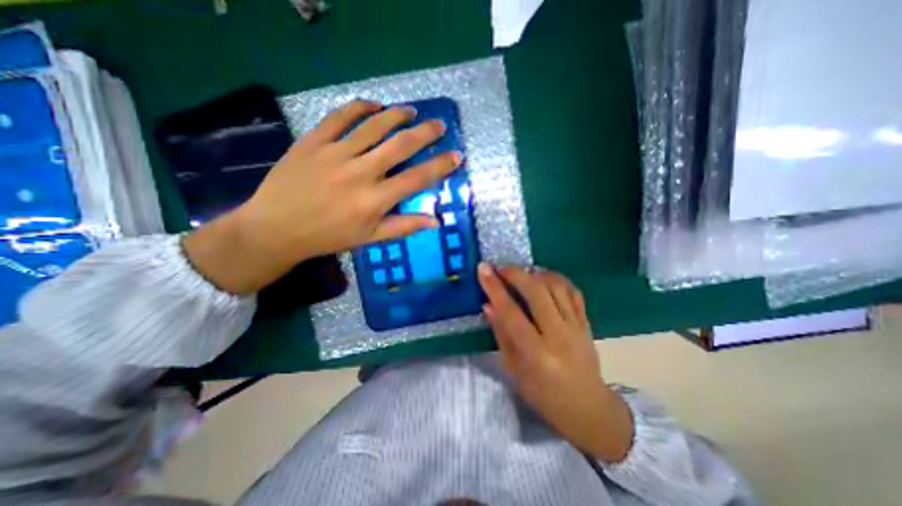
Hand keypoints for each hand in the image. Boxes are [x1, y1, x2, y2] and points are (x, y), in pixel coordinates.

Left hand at [183, 99, 464, 294]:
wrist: (276, 228)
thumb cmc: (328, 237)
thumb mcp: (369, 238)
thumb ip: (403, 227)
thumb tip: (435, 221)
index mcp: (375, 199)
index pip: (417, 178)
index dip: (440, 166)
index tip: (456, 156)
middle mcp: (360, 172)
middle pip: (400, 145)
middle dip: (425, 133)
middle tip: (438, 124)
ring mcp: (335, 153)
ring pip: (373, 126)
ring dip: (397, 115)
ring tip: (411, 111)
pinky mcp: (313, 141)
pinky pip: (339, 117)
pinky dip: (359, 107)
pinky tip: (373, 106)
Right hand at [478, 266, 632, 462]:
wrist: (588, 408)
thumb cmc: (543, 395)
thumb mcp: (514, 370)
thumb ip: (501, 334)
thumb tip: (488, 305)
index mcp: (536, 353)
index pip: (511, 312)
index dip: (495, 288)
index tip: (483, 269)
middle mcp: (558, 335)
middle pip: (536, 292)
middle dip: (515, 273)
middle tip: (500, 268)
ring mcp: (576, 326)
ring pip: (556, 286)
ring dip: (535, 273)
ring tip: (520, 273)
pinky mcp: (586, 322)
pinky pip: (572, 291)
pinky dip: (556, 278)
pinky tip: (543, 277)